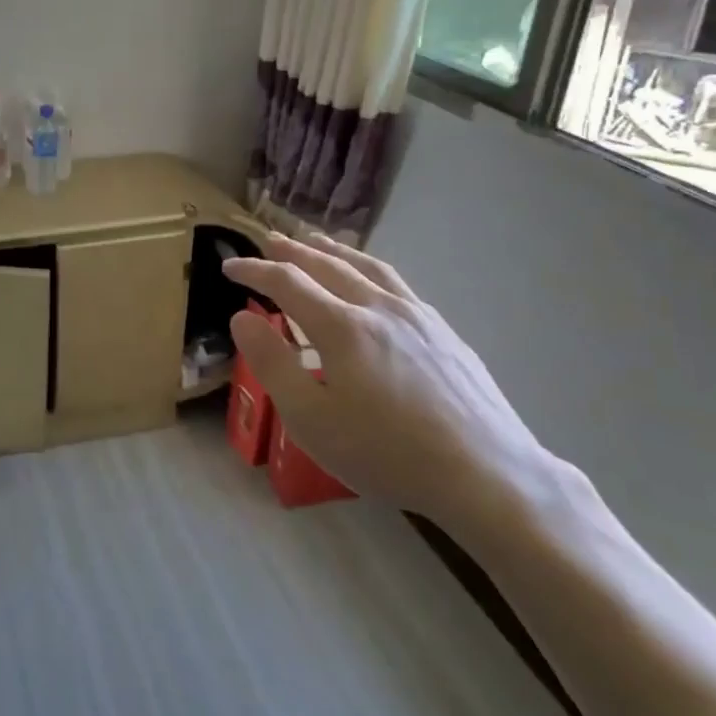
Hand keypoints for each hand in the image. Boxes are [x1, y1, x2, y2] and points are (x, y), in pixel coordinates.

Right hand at [222, 234, 556, 534]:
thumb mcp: (311, 420)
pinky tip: (371, 282)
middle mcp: (378, 307)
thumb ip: (271, 364)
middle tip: (268, 242)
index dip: (254, 270)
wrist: (486, 473)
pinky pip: (395, 283)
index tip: (229, 266)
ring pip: (367, 266)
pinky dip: (368, 268)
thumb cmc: (387, 453)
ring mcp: (417, 316)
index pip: (287, 282)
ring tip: (315, 242)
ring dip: (333, 250)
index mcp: (342, 326)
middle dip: (292, 250)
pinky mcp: (444, 332)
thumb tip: (242, 318)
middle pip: (328, 264)